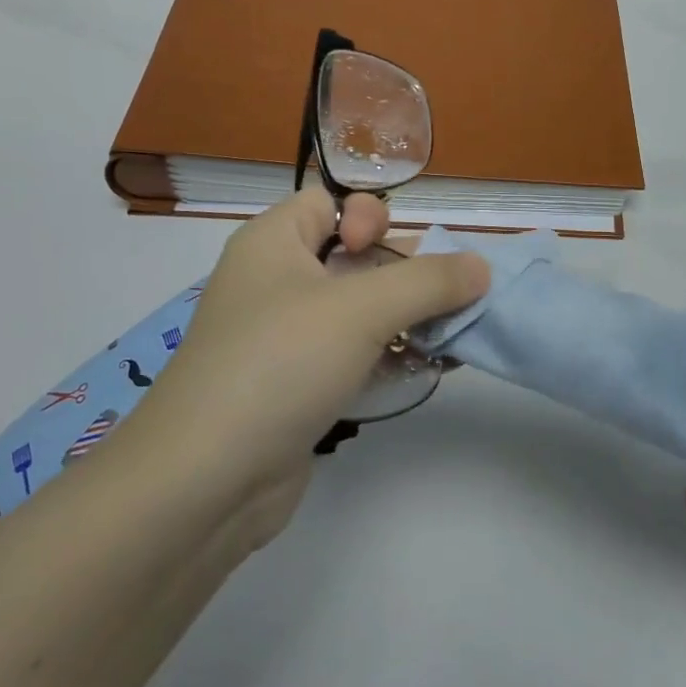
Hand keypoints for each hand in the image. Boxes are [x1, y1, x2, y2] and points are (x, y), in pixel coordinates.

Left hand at [132, 188, 488, 517]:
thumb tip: (481, 265)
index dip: (368, 218)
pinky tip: (429, 369)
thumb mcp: (361, 309)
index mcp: (274, 243)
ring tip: (453, 338)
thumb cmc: (279, 363)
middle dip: (407, 274)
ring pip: (360, 310)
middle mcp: (276, 282)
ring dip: (408, 319)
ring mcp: (285, 339)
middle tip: (447, 300)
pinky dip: (390, 357)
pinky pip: (353, 355)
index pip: (328, 203)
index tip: (388, 255)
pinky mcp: (298, 386)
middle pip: (355, 257)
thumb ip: (428, 281)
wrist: (204, 483)